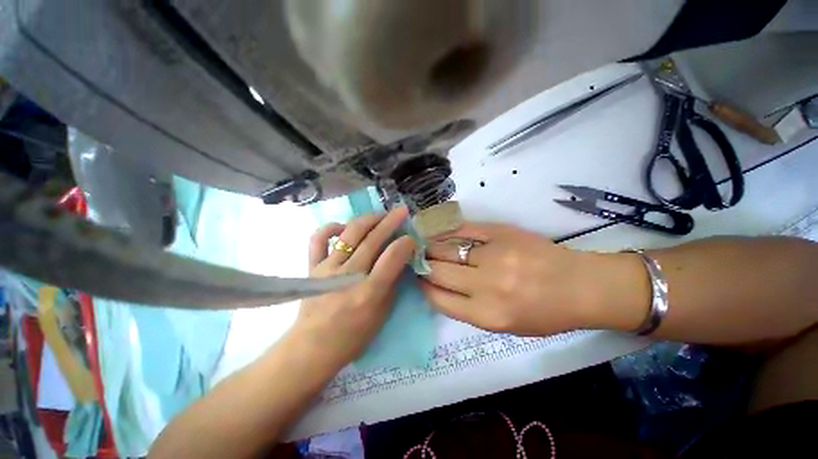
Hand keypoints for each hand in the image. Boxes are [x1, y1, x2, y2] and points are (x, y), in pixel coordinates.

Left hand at [292, 207, 415, 366]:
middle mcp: (348, 276)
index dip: (405, 244)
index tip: (411, 238)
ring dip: (368, 219)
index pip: (392, 258)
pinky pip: (318, 239)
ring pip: (350, 234)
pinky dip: (330, 227)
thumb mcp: (382, 314)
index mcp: (369, 292)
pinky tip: (344, 226)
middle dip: (390, 222)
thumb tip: (399, 258)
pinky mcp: (313, 267)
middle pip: (373, 240)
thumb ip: (392, 283)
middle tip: (401, 210)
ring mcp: (328, 269)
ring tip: (380, 213)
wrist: (312, 348)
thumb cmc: (353, 336)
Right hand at [420, 222, 631, 335]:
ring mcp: (494, 254)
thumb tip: (437, 287)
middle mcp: (487, 285)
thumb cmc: (544, 313)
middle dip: (421, 265)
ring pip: (445, 247)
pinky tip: (440, 233)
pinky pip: (463, 229)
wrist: (581, 286)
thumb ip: (467, 308)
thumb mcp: (504, 325)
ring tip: (423, 246)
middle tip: (415, 259)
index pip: (438, 298)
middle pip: (437, 270)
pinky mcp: (501, 232)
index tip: (418, 279)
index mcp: (487, 315)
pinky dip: (447, 232)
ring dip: (430, 247)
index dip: (423, 286)